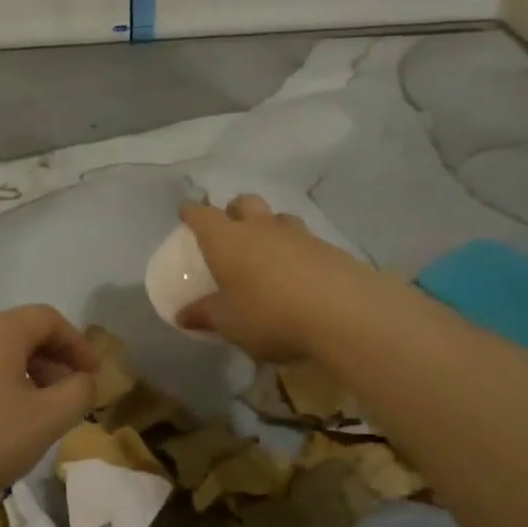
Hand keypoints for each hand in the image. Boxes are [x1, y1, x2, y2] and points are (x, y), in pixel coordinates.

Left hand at [0, 305, 98, 513]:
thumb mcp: (43, 421)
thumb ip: (77, 396)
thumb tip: (86, 380)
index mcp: (0, 330)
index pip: (50, 319)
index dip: (79, 344)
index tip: (94, 377)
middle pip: (20, 335)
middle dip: (52, 364)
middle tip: (67, 399)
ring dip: (22, 381)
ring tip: (31, 419)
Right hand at [177, 195, 378, 363]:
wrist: (344, 313)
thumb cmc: (270, 314)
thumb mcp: (229, 323)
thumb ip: (205, 315)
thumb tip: (183, 316)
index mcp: (227, 240)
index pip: (202, 215)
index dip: (192, 212)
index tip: (186, 212)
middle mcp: (260, 228)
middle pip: (244, 203)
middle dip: (234, 210)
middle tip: (230, 228)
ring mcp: (298, 235)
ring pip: (278, 217)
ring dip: (269, 226)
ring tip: (268, 249)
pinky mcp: (329, 249)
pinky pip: (306, 240)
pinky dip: (297, 249)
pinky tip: (300, 272)